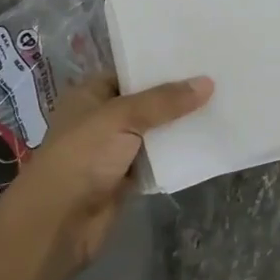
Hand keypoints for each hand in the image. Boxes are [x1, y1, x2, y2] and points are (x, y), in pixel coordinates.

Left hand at [0, 74, 212, 279]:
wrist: (59, 223)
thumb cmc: (82, 156)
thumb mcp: (121, 118)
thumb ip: (164, 101)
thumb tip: (208, 82)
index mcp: (90, 95)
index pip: (129, 72)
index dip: (160, 65)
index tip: (196, 56)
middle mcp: (101, 119)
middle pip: (146, 101)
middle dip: (176, 95)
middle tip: (217, 77)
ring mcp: (114, 150)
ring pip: (154, 131)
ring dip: (180, 125)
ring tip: (220, 104)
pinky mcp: (127, 178)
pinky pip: (158, 159)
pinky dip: (177, 154)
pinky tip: (207, 140)